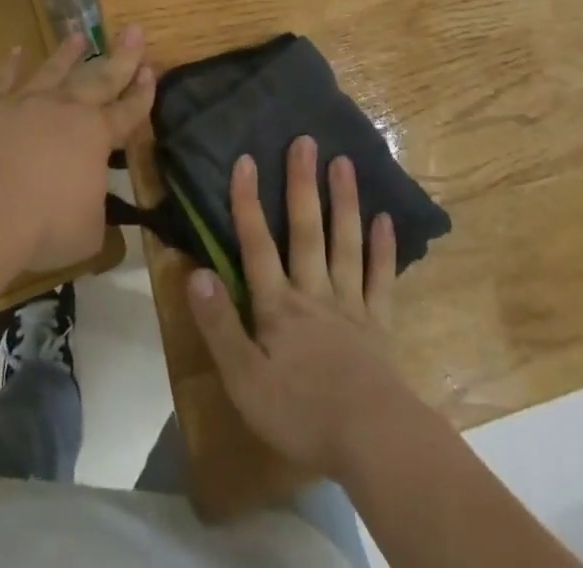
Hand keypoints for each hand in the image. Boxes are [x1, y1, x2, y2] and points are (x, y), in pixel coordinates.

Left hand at [0, 25, 154, 273]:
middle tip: (134, 30)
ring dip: (67, 54)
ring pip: (53, 71)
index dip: (142, 94)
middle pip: (99, 77)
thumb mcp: (87, 233)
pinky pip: (1, 81)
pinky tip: (14, 50)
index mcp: (96, 135)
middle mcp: (66, 109)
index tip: (151, 70)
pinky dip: (9, 65)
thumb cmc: (45, 224)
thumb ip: (94, 215)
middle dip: (121, 56)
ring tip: (79, 35)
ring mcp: (26, 104)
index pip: (128, 111)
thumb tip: (94, 212)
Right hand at [185, 135, 416, 479]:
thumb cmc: (299, 413)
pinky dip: (383, 248)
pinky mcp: (379, 324)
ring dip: (343, 201)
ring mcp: (350, 304)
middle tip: (305, 141)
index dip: (248, 203)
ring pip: (345, 243)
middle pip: (306, 231)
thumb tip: (197, 273)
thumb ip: (219, 326)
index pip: (257, 246)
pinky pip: (381, 279)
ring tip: (343, 161)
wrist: (370, 439)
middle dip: (302, 185)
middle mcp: (314, 292)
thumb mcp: (244, 380)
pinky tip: (385, 219)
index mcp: (278, 306)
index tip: (245, 159)